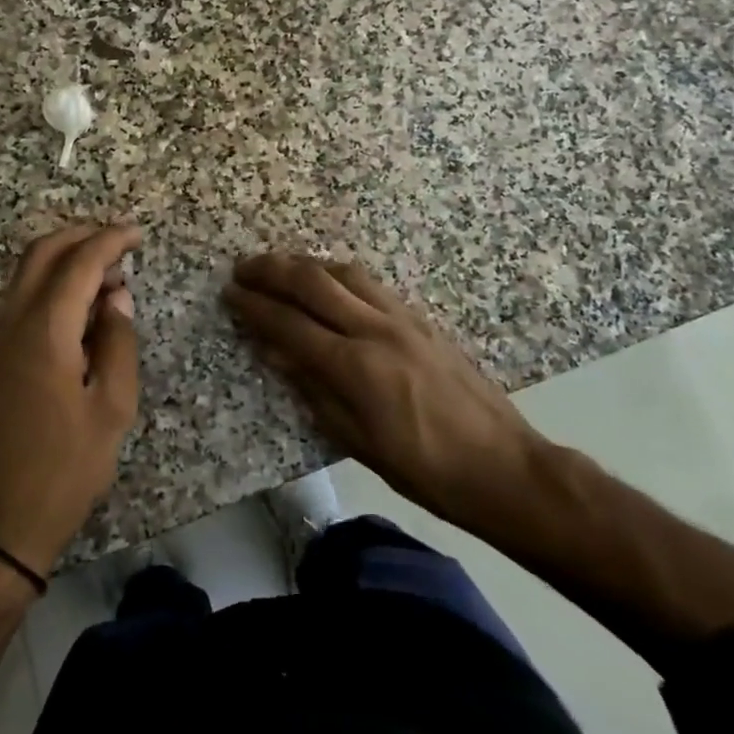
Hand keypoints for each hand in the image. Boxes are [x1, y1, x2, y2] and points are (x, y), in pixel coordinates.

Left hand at [0, 222, 142, 577]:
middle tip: (120, 243)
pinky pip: (20, 295)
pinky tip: (79, 305)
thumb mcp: (112, 408)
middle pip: (42, 252)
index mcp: (44, 329)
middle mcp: (12, 320)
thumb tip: (117, 296)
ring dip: (64, 256)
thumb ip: (117, 342)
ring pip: (26, 271)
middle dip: (82, 235)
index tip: (138, 234)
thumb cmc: (64, 469)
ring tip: (107, 273)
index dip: (111, 240)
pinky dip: (50, 281)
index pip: (80, 262)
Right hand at [224, 253, 546, 527]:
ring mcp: (403, 318)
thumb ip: (314, 391)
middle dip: (272, 270)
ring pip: (343, 272)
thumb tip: (276, 353)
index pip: (290, 324)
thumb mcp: (359, 442)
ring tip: (279, 267)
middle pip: (313, 283)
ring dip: (305, 264)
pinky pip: (370, 283)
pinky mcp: (422, 318)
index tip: (229, 294)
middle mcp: (376, 329)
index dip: (255, 307)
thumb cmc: (425, 470)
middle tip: (243, 268)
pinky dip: (338, 274)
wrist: (504, 466)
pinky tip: (329, 281)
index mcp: (356, 366)